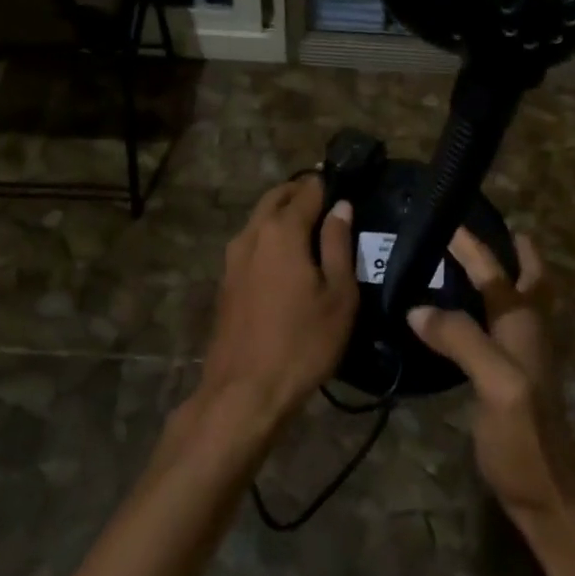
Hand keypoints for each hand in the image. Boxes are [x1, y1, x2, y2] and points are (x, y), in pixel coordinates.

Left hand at [198, 175, 357, 434]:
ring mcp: (233, 257)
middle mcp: (252, 234)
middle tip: (331, 203)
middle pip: (277, 196)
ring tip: (314, 229)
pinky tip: (289, 257)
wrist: (245, 391)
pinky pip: (252, 242)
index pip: (308, 189)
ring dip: (284, 213)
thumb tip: (342, 207)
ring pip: (260, 218)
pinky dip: (270, 236)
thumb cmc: (303, 342)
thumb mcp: (338, 295)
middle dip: (302, 192)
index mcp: (282, 230)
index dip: (329, 184)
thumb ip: (339, 244)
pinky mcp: (226, 280)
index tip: (349, 187)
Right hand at [409, 229, 574, 523]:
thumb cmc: (523, 437)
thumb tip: (418, 307)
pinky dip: (488, 307)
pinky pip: (501, 326)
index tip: (448, 220)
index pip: (497, 272)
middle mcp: (529, 332)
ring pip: (518, 300)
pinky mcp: (512, 378)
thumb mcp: (495, 384)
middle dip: (511, 250)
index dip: (473, 246)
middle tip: (483, 230)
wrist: (546, 494)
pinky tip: (467, 315)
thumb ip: (461, 339)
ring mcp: (525, 356)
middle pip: (527, 279)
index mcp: (524, 324)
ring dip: (503, 275)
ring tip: (474, 261)